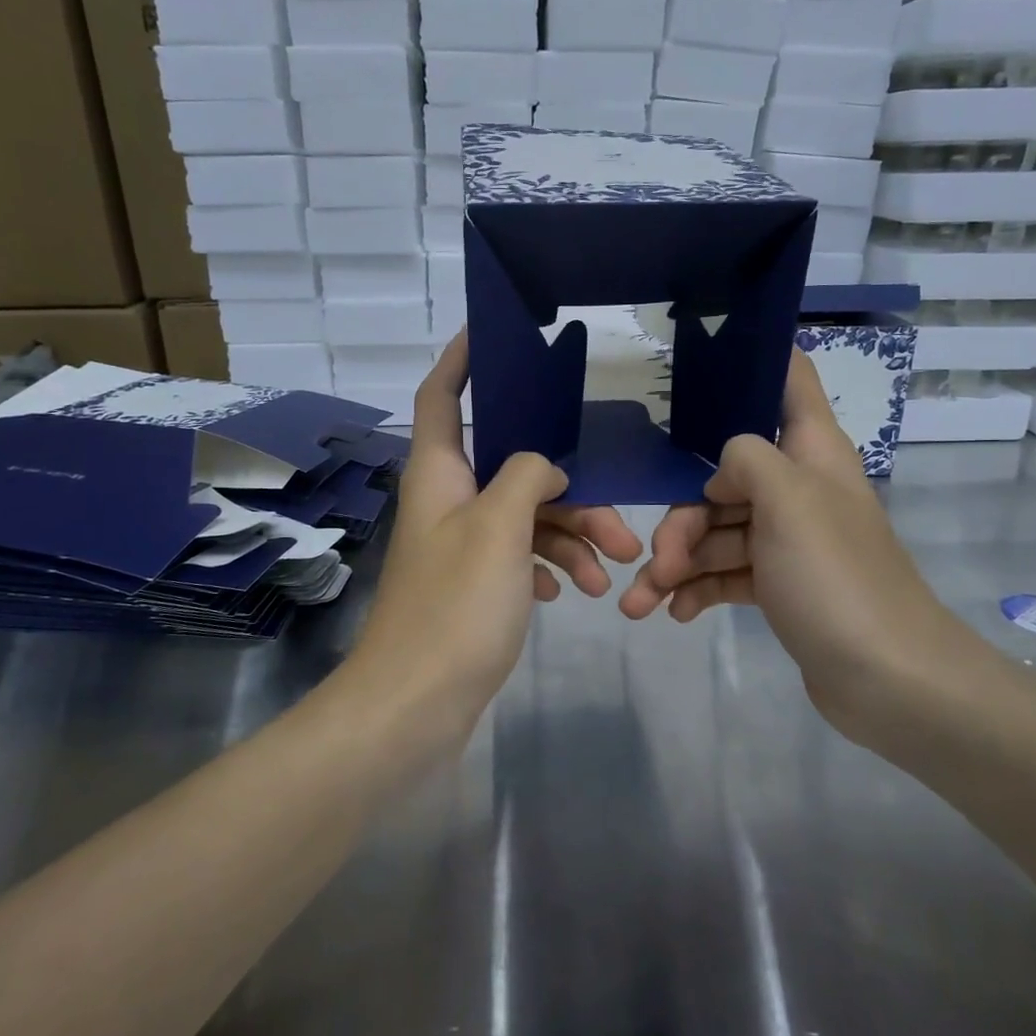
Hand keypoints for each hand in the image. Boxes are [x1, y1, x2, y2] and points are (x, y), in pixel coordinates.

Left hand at [352, 332, 640, 731]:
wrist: (415, 703)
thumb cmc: (454, 605)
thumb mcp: (499, 527)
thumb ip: (528, 477)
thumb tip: (545, 468)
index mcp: (439, 472)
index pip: (441, 395)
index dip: (461, 359)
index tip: (492, 332)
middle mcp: (448, 500)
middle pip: (512, 466)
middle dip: (568, 488)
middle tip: (619, 522)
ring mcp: (461, 544)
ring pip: (526, 517)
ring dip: (571, 538)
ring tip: (612, 575)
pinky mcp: (474, 584)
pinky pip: (521, 556)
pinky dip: (550, 567)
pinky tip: (572, 591)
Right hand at [618, 350, 976, 735]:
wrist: (888, 679)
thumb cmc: (836, 576)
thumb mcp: (788, 500)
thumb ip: (746, 459)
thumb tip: (721, 469)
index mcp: (812, 452)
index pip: (789, 381)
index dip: (752, 359)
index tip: (699, 359)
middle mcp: (799, 488)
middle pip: (724, 478)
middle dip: (681, 518)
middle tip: (655, 559)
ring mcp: (787, 540)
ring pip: (716, 533)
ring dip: (675, 564)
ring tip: (640, 603)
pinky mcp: (779, 585)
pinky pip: (725, 574)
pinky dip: (695, 589)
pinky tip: (673, 613)